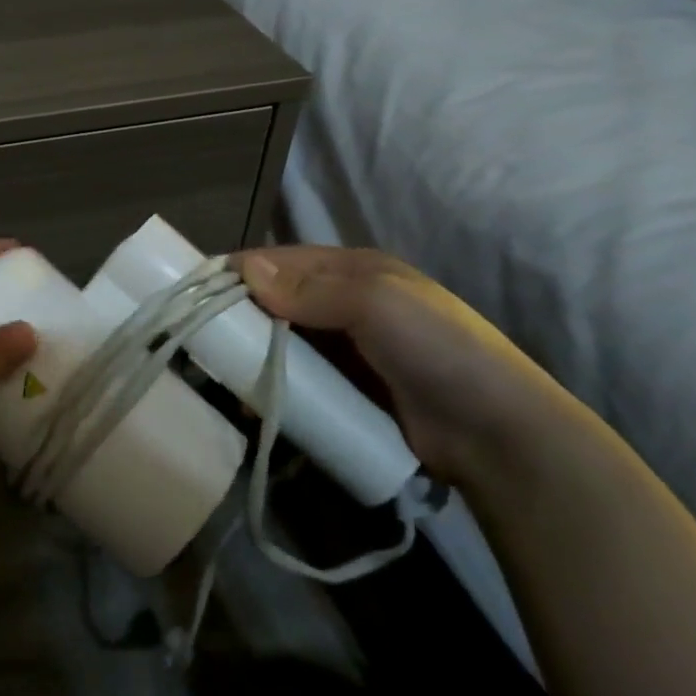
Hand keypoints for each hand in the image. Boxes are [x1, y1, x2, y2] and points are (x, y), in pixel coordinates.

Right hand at [230, 245, 574, 486]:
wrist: (499, 436)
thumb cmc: (438, 351)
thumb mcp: (377, 304)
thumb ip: (310, 289)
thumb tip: (246, 270)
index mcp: (355, 270)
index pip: (282, 259)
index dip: (241, 270)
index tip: (197, 290)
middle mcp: (346, 303)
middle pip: (276, 300)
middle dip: (238, 314)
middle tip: (198, 336)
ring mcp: (347, 351)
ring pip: (281, 341)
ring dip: (250, 353)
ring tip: (215, 372)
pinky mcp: (346, 391)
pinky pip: (295, 380)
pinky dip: (270, 385)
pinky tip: (249, 401)